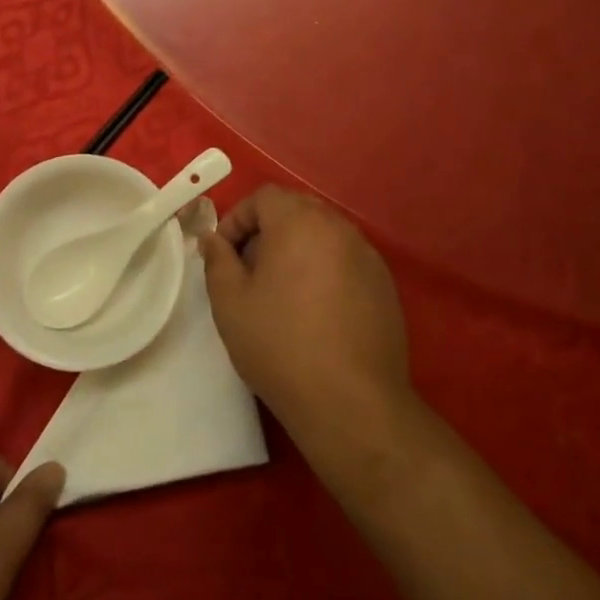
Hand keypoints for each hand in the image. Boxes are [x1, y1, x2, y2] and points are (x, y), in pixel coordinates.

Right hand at [200, 186, 410, 451]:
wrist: (351, 403)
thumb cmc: (280, 345)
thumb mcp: (230, 303)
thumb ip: (218, 260)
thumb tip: (214, 239)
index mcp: (299, 222)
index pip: (264, 197)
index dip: (238, 219)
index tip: (225, 254)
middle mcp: (339, 228)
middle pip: (297, 210)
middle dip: (268, 231)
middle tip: (250, 271)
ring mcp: (368, 256)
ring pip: (323, 235)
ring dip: (298, 250)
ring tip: (282, 293)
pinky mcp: (385, 285)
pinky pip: (346, 261)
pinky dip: (326, 271)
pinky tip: (316, 312)